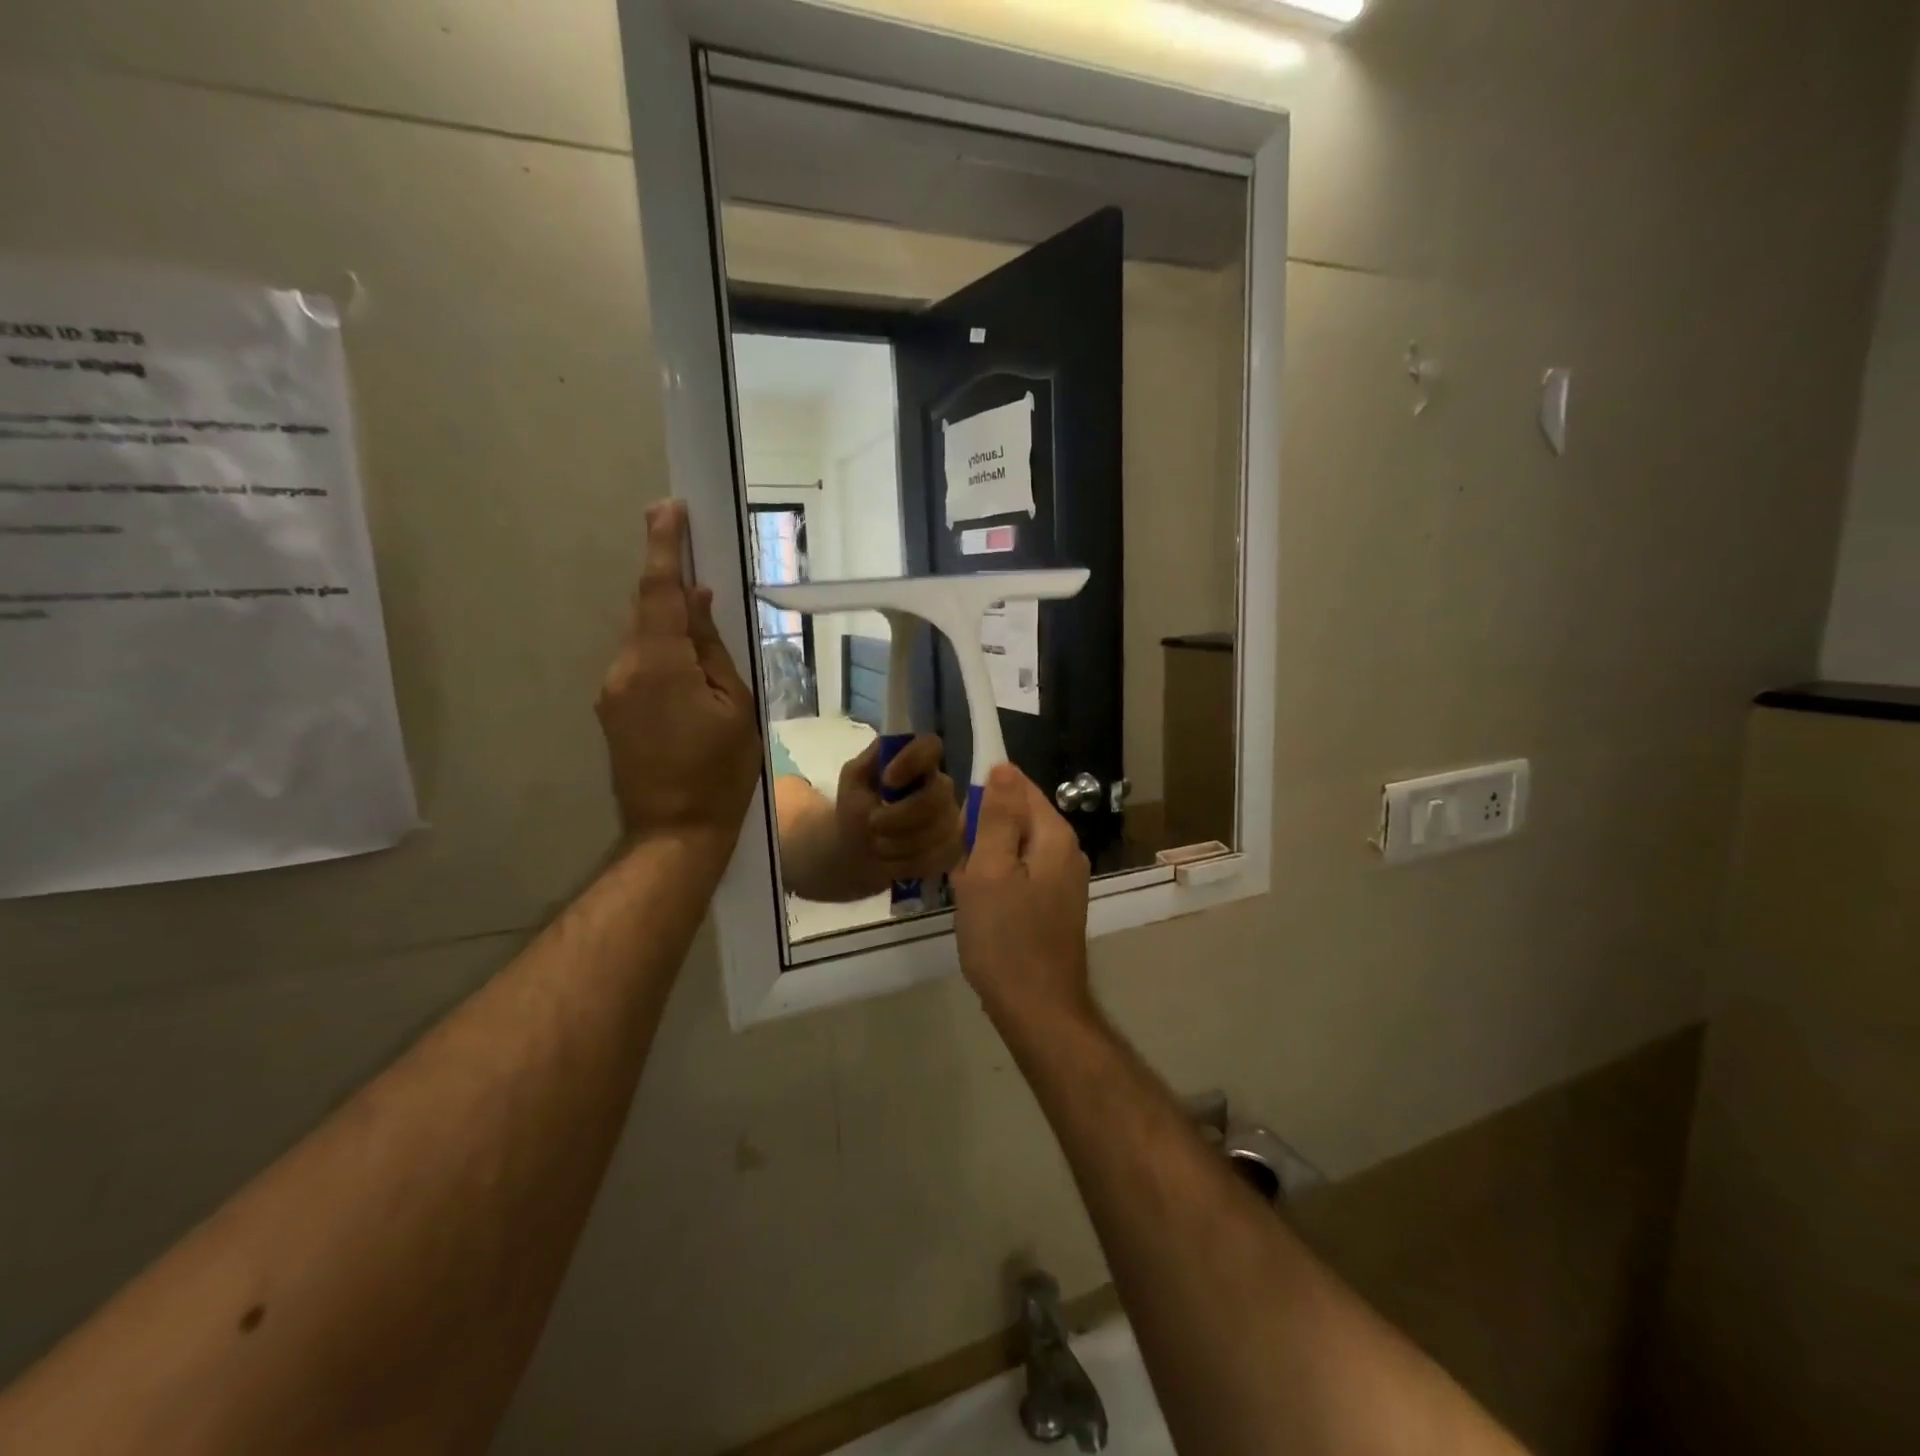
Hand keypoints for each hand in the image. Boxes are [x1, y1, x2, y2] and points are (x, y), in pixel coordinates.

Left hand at [596, 500, 759, 849]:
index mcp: (661, 664)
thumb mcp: (736, 705)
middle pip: (648, 612)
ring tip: (708, 649)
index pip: (660, 592)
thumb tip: (697, 600)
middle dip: (672, 589)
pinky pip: (639, 665)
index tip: (668, 508)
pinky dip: (663, 655)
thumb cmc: (721, 771)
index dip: (664, 547)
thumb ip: (712, 648)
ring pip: (644, 640)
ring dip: (671, 630)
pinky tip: (689, 676)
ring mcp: (612, 691)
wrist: (674, 831)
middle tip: (701, 574)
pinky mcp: (611, 710)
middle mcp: (625, 668)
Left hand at [832, 735, 963, 885]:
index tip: (888, 780)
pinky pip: (938, 857)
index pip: (931, 746)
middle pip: (937, 796)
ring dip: (899, 843)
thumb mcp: (854, 780)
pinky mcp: (952, 849)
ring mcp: (951, 819)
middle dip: (900, 816)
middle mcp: (941, 787)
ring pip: (937, 831)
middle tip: (872, 823)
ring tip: (877, 845)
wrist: (859, 854)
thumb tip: (888, 746)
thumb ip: (870, 761)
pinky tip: (892, 862)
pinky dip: (908, 863)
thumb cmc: (858, 810)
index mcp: (918, 763)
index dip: (913, 761)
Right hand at [951, 763, 1093, 1030]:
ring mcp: (1063, 880)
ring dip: (985, 863)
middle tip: (964, 870)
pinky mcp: (1054, 905)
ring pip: (1013, 849)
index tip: (960, 830)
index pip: (1019, 787)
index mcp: (1054, 836)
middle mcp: (1066, 851)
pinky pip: (1019, 875)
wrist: (1037, 1009)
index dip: (984, 797)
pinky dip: (997, 884)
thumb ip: (998, 816)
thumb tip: (1004, 767)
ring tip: (969, 893)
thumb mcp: (990, 871)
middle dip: (982, 835)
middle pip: (1016, 818)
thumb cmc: (1005, 938)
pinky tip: (982, 910)